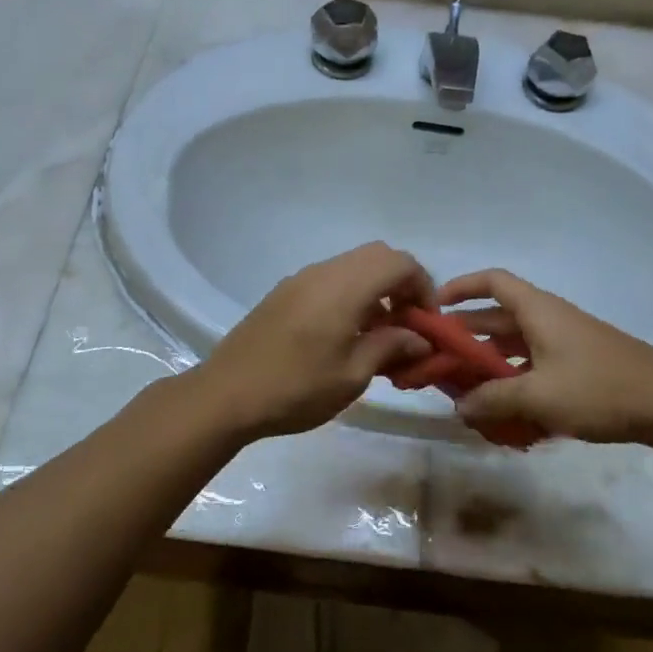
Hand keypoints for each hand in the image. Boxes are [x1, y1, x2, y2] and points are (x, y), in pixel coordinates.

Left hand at [192, 242, 433, 439]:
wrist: (225, 395)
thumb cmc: (295, 389)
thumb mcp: (352, 375)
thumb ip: (390, 347)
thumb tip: (419, 338)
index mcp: (344, 288)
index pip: (400, 263)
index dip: (423, 286)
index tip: (426, 323)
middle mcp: (323, 272)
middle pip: (377, 256)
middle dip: (402, 283)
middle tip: (407, 322)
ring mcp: (300, 280)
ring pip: (352, 265)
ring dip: (375, 288)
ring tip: (378, 333)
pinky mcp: (284, 292)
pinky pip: (330, 279)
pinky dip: (350, 294)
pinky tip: (345, 333)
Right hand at [435, 268, 652, 444]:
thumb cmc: (599, 389)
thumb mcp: (538, 396)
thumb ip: (493, 400)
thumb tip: (459, 407)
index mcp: (538, 311)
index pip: (492, 281)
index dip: (461, 287)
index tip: (435, 308)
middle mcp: (548, 320)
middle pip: (497, 318)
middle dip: (466, 338)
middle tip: (439, 362)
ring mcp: (565, 343)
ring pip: (515, 347)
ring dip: (489, 366)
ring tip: (465, 394)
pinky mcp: (578, 366)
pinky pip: (534, 366)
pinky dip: (515, 382)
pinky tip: (506, 414)